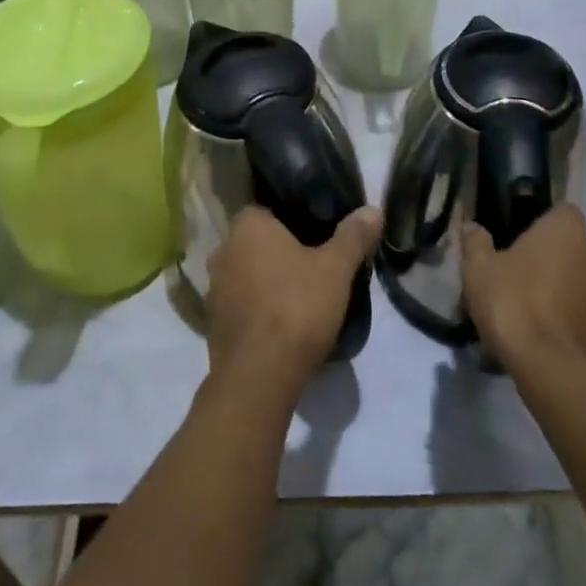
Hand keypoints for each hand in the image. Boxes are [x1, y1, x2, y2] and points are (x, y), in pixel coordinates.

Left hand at [204, 206, 380, 396]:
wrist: (259, 376)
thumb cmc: (296, 307)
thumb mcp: (336, 269)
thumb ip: (353, 236)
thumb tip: (372, 210)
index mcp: (247, 226)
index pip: (267, 209)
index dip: (292, 220)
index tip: (316, 236)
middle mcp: (223, 249)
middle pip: (256, 242)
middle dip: (279, 252)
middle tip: (312, 267)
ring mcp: (213, 288)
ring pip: (246, 274)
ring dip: (266, 282)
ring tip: (299, 297)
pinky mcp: (212, 323)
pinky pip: (239, 305)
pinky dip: (256, 309)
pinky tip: (280, 324)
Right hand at [461, 207, 585, 380]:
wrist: (556, 375)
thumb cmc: (514, 307)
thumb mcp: (478, 271)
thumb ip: (476, 243)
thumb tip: (472, 227)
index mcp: (568, 233)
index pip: (563, 213)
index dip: (546, 227)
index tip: (526, 246)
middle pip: (584, 253)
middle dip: (566, 265)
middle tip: (534, 287)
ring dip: (583, 300)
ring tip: (552, 324)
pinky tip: (570, 351)